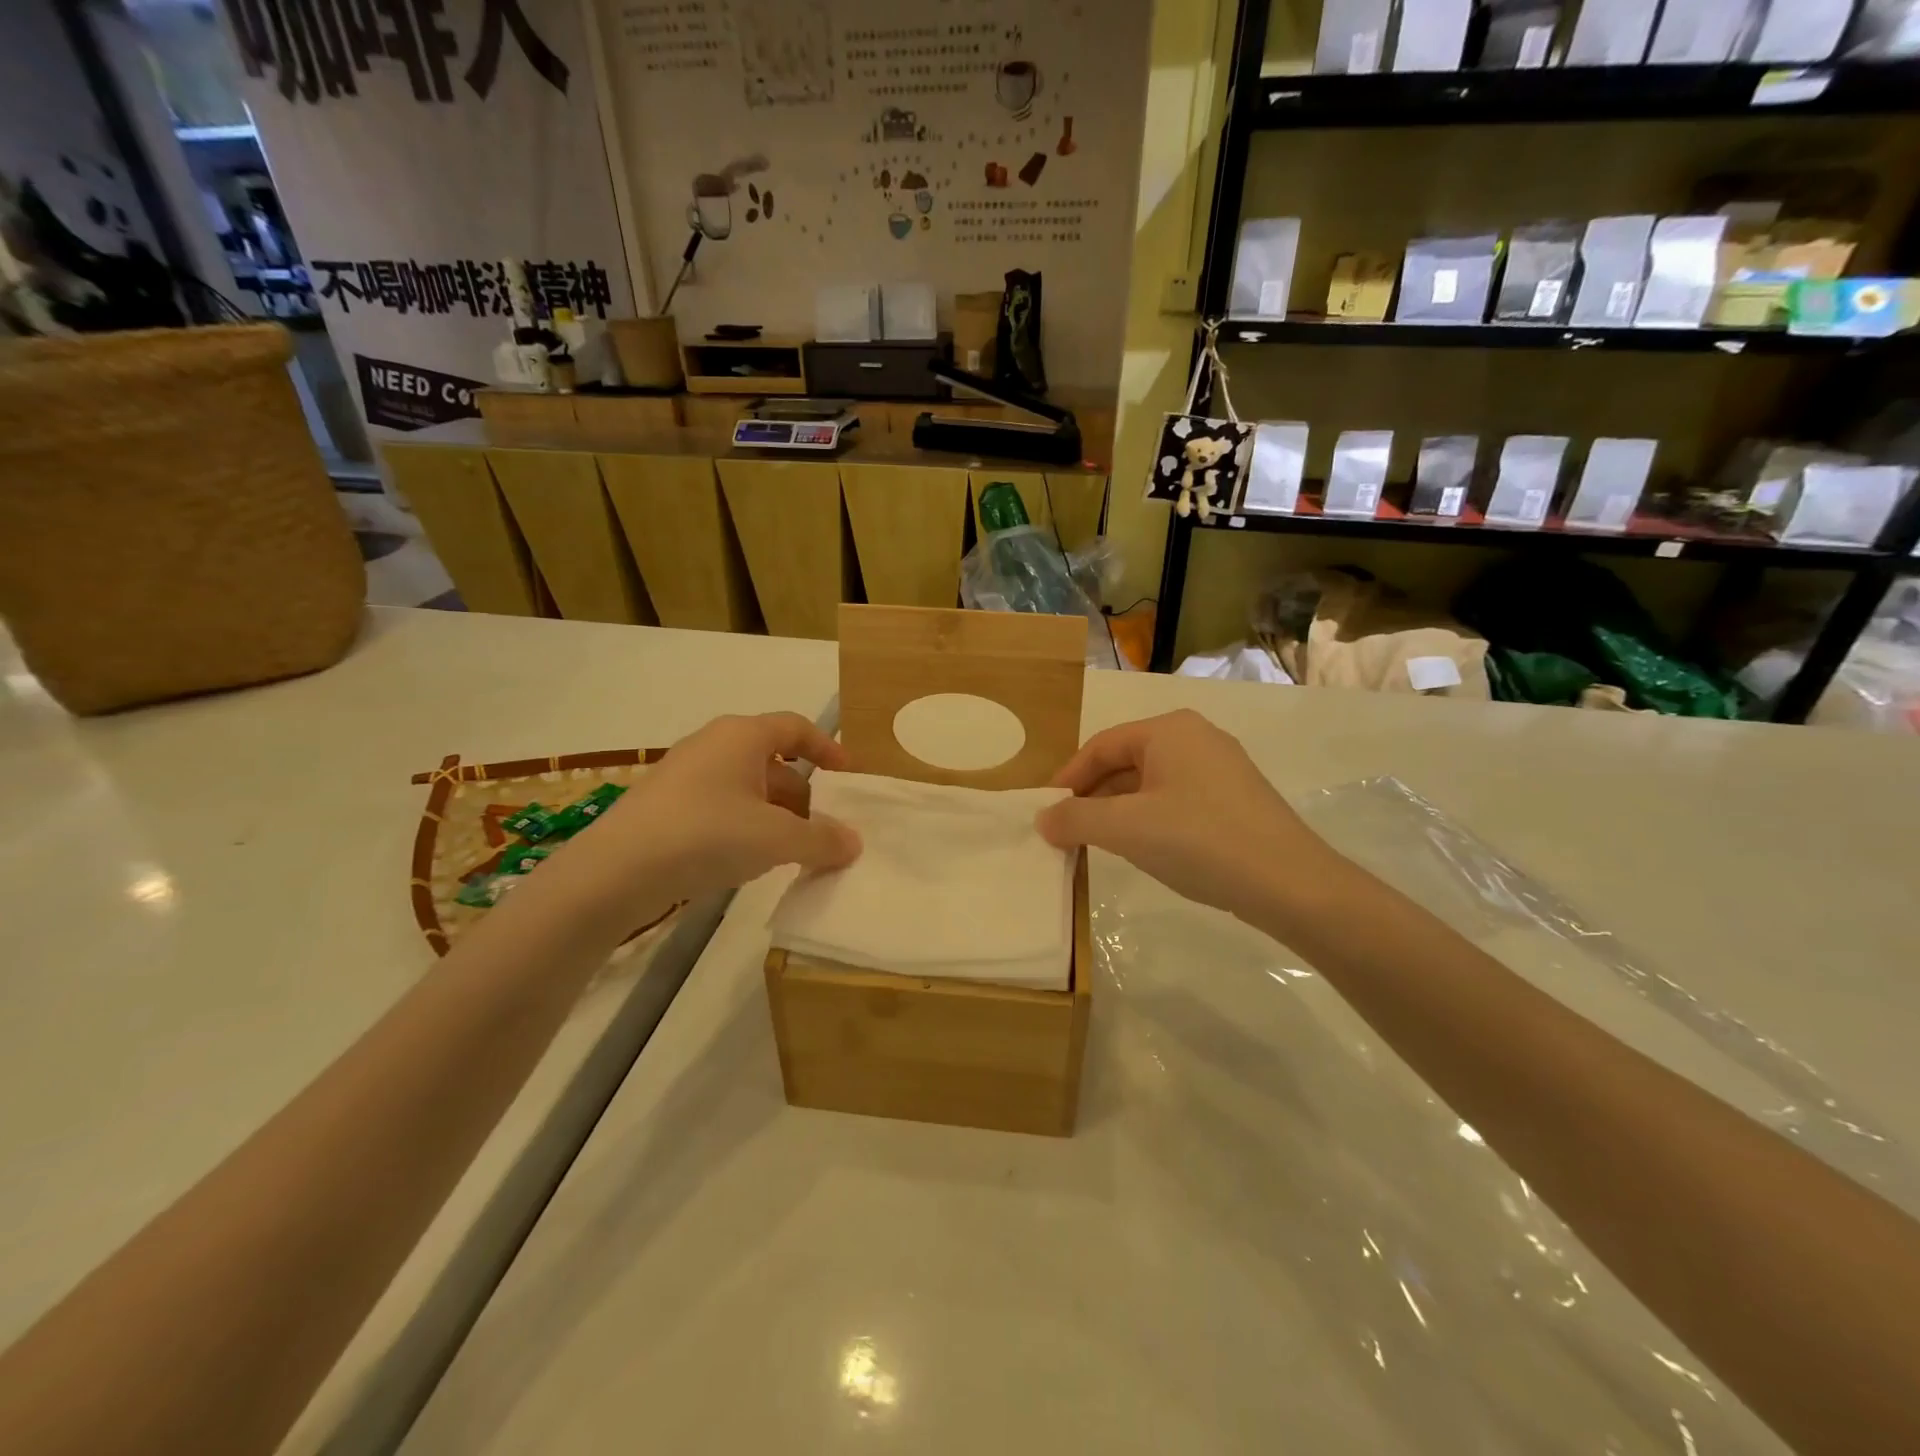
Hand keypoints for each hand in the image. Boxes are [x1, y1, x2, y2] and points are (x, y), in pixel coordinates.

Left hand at [540, 713, 861, 927]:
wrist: (616, 871)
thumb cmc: (707, 834)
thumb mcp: (777, 838)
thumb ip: (821, 840)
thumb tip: (853, 842)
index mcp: (743, 736)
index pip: (796, 728)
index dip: (828, 747)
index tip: (848, 776)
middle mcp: (714, 745)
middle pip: (773, 761)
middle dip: (803, 795)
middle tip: (823, 829)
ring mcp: (685, 775)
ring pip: (746, 787)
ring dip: (775, 815)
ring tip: (792, 852)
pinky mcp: (666, 806)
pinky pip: (721, 806)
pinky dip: (745, 826)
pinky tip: (748, 860)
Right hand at [1035, 710, 1337, 923]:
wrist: (1290, 883)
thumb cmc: (1199, 840)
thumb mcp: (1126, 829)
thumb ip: (1076, 818)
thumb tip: (1043, 819)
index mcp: (1169, 730)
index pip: (1101, 746)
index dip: (1067, 778)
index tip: (1046, 813)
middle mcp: (1196, 738)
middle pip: (1126, 762)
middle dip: (1092, 796)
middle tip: (1067, 831)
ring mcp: (1221, 768)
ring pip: (1150, 783)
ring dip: (1118, 811)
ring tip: (1098, 843)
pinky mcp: (1235, 799)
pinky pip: (1176, 799)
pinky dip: (1149, 819)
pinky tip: (1144, 849)